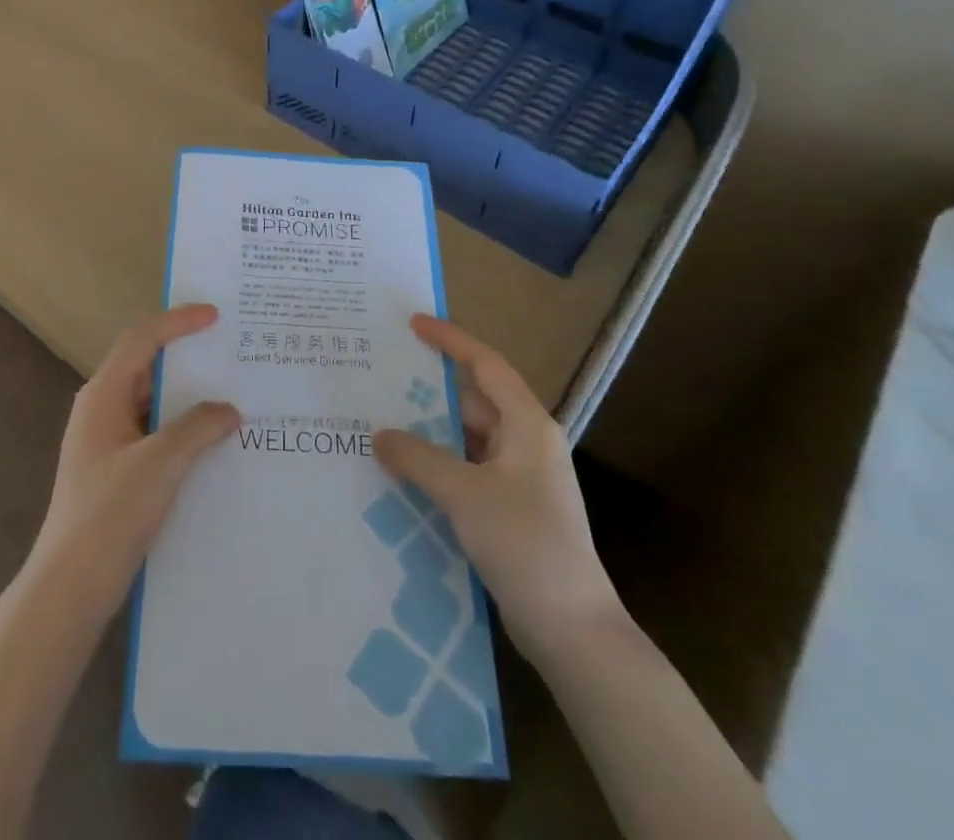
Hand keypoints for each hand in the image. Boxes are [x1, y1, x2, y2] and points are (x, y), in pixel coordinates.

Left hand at [27, 305, 239, 622]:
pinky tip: (211, 440)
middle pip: (145, 365)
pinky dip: (181, 426)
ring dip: (186, 394)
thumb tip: (229, 409)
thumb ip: (197, 427)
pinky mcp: (115, 469)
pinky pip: (153, 431)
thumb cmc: (110, 513)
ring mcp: (106, 441)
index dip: (178, 322)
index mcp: (103, 394)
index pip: (142, 339)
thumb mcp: (160, 463)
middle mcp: (101, 408)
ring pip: (151, 401)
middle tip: (226, 348)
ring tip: (228, 391)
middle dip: (185, 354)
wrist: (70, 586)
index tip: (214, 315)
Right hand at [375, 315, 623, 661]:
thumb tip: (380, 435)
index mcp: (527, 424)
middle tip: (381, 379)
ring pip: (466, 439)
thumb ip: (418, 458)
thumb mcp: (464, 493)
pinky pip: (466, 471)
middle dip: (428, 392)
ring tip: (381, 424)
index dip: (450, 340)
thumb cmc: (525, 543)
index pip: (486, 365)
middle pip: (472, 401)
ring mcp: (519, 478)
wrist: (573, 629)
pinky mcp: (510, 509)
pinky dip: (438, 466)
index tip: (413, 324)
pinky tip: (403, 473)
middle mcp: (525, 442)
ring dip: (429, 433)